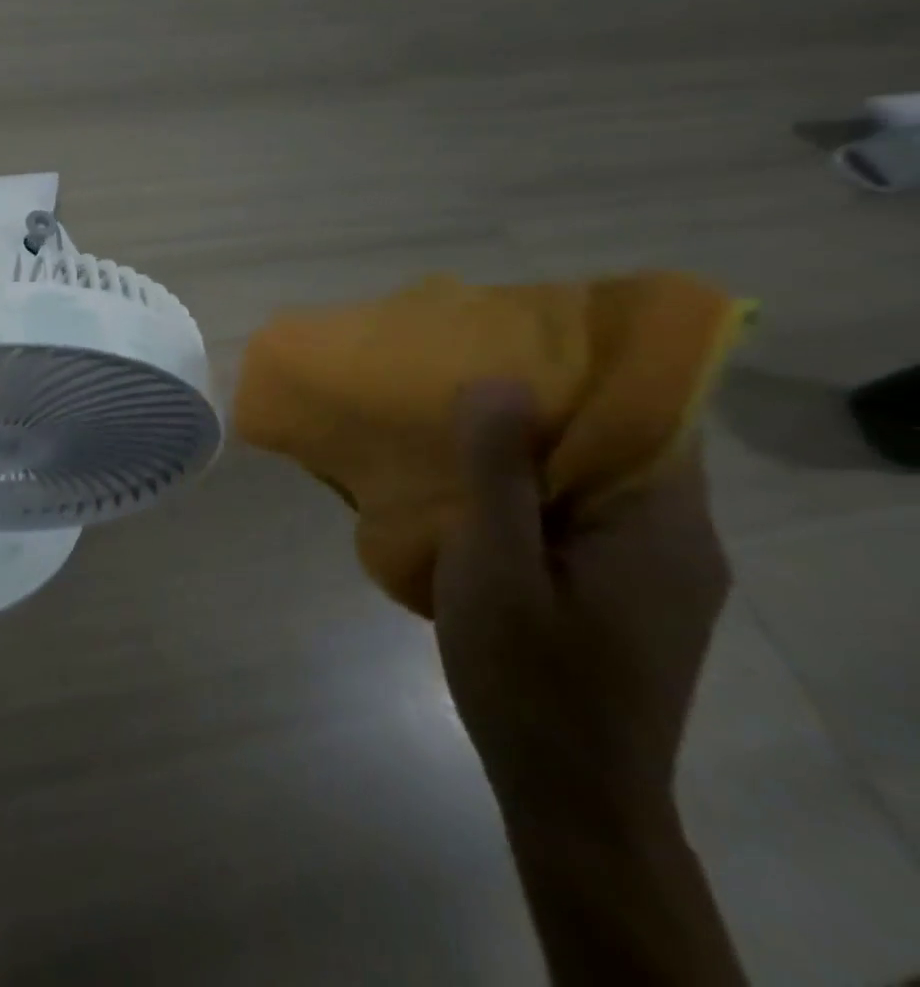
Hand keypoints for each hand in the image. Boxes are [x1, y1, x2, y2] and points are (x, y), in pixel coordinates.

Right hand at [434, 379, 729, 826]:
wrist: (569, 792)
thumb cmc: (532, 674)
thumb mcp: (497, 566)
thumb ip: (499, 474)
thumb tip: (498, 380)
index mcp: (663, 526)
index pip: (654, 416)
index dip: (591, 371)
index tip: (517, 340)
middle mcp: (676, 540)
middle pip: (622, 443)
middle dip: (547, 402)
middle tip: (466, 373)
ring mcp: (651, 571)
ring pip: (596, 479)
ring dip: (533, 447)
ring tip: (457, 421)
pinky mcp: (622, 592)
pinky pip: (580, 514)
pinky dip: (532, 488)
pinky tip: (474, 492)